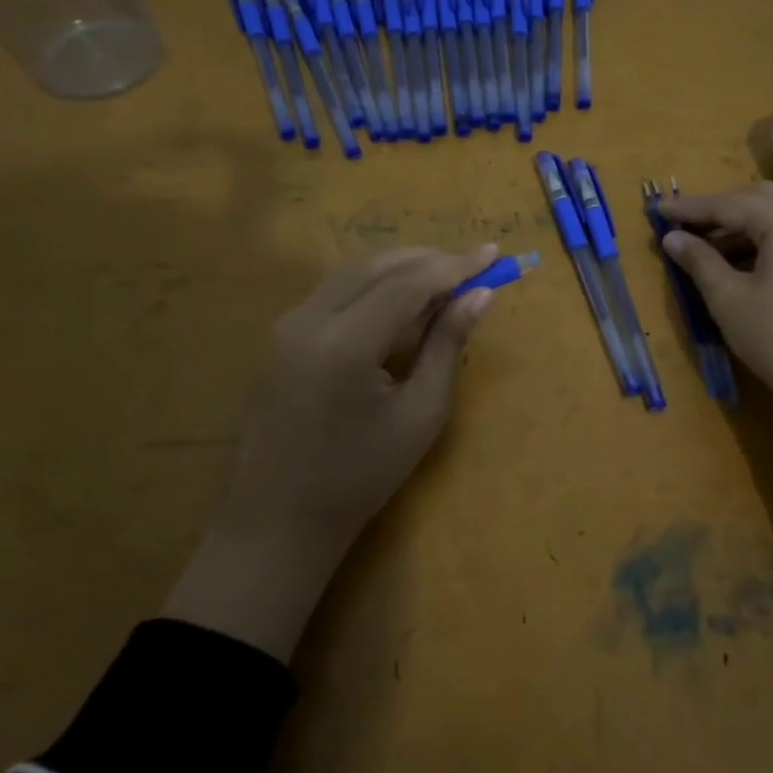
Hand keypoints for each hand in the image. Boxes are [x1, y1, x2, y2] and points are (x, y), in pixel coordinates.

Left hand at [163, 245, 499, 657]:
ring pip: (350, 273)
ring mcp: (285, 326)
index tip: (493, 253)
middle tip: (472, 263)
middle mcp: (308, 320)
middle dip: (428, 259)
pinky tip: (399, 298)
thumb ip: (447, 346)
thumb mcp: (420, 414)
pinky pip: (332, 293)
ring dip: (399, 267)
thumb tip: (480, 295)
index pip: (408, 284)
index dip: (454, 265)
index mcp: (344, 343)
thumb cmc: (360, 477)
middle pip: (376, 266)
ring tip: (444, 275)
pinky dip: (371, 284)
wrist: (279, 520)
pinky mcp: (279, 337)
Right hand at [657, 182, 772, 440]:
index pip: (730, 203)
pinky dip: (766, 238)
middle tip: (684, 225)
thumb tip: (672, 238)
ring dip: (743, 224)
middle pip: (759, 199)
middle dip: (719, 209)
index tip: (658, 209)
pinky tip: (742, 260)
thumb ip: (699, 261)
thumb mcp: (728, 299)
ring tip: (707, 246)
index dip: (691, 207)